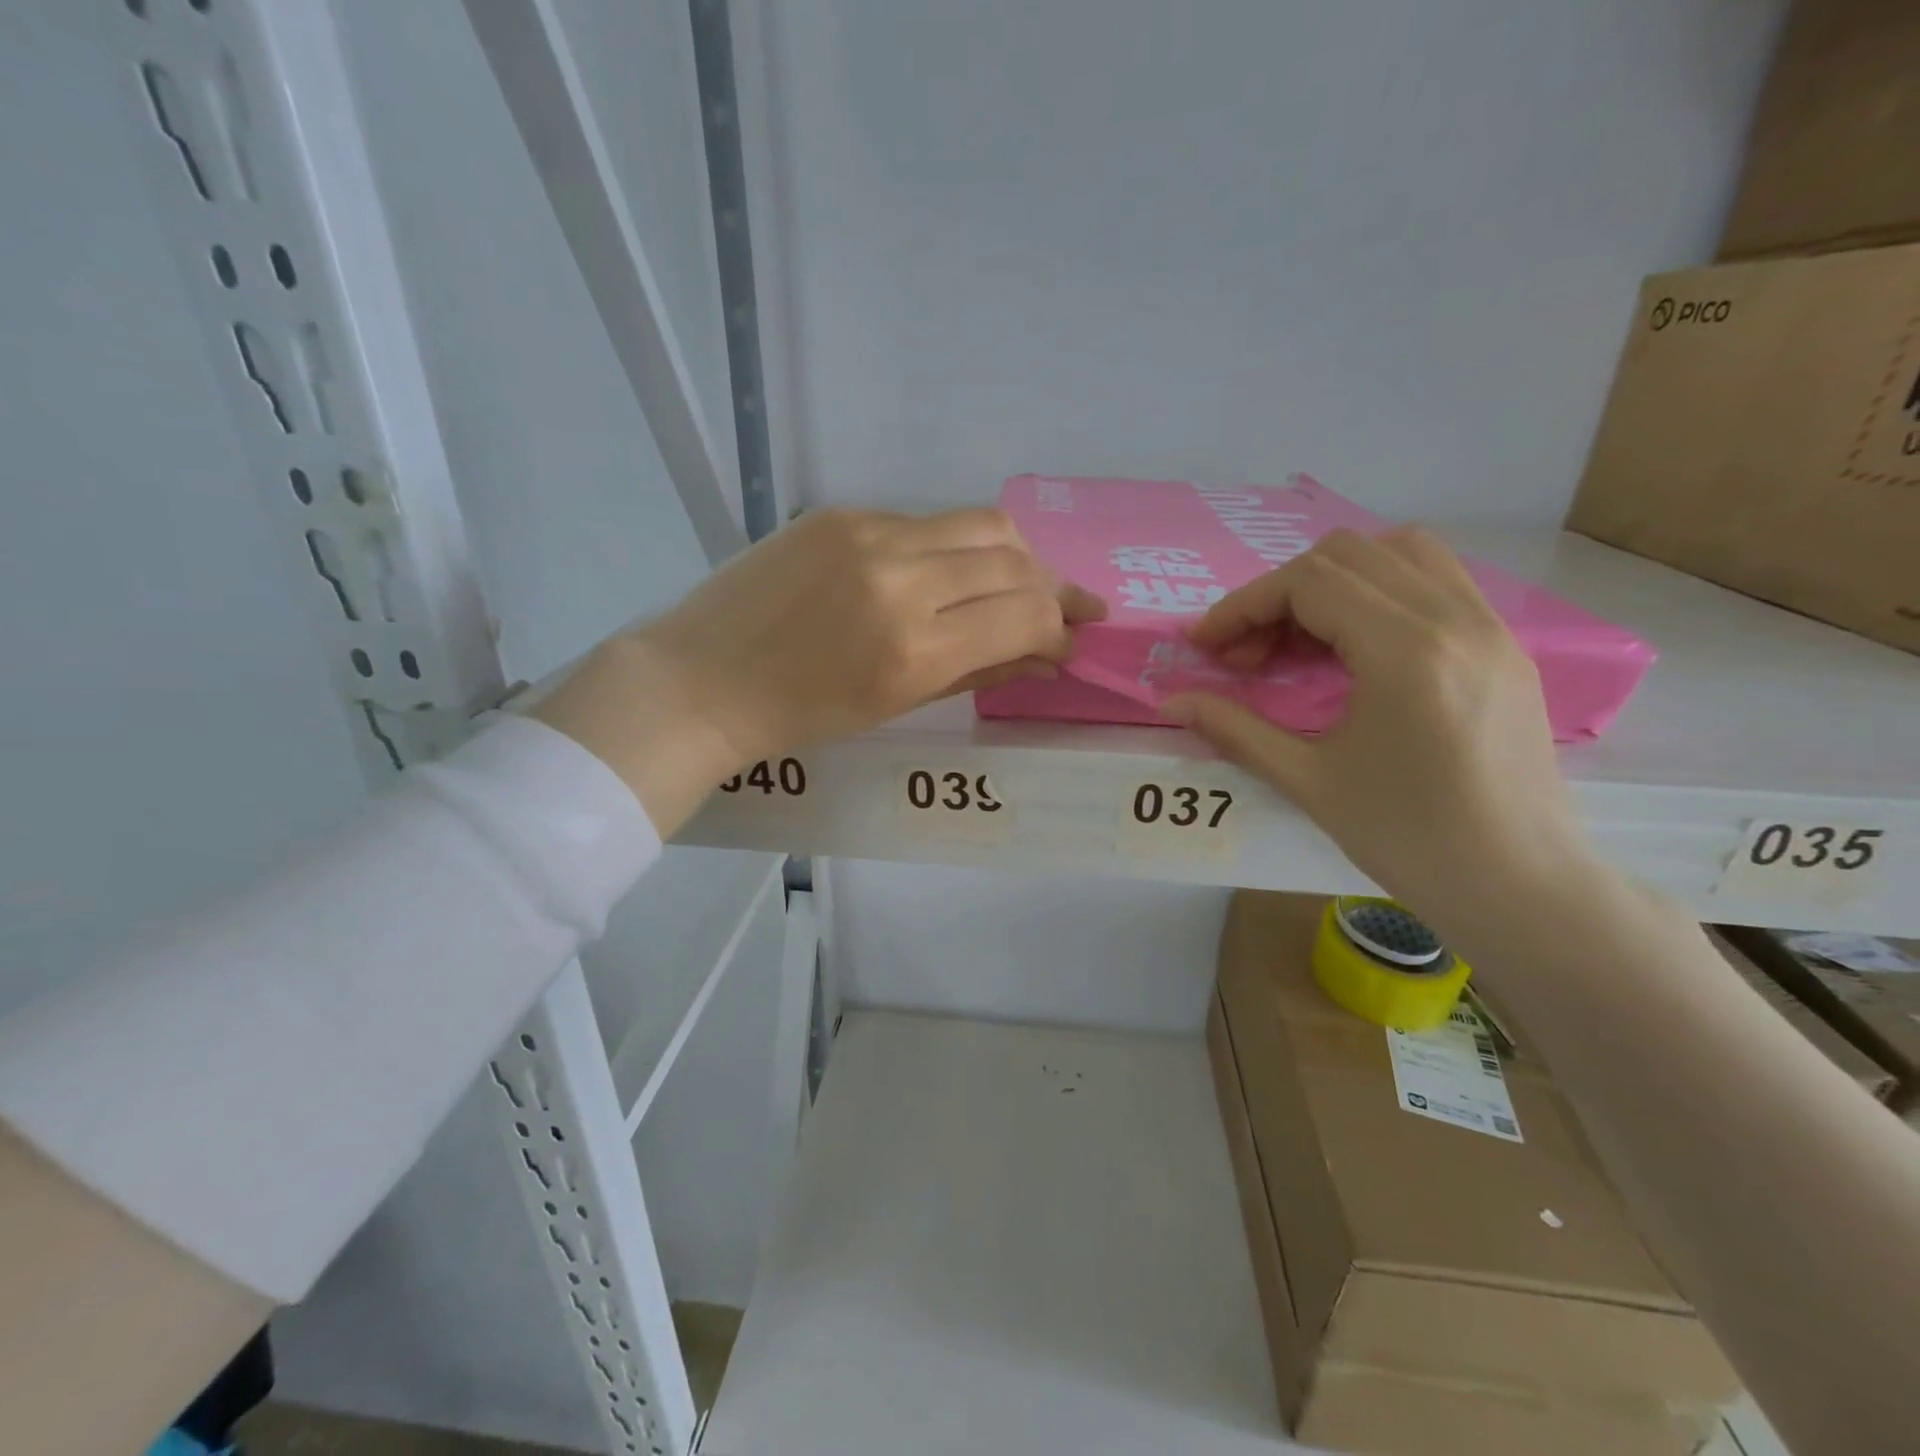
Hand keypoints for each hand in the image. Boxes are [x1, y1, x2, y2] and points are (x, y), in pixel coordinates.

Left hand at [533, 508, 1103, 832]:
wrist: (701, 679)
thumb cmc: (799, 717)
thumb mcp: (896, 706)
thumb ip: (978, 671)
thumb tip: (1044, 655)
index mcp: (914, 647)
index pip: (1025, 615)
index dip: (1059, 627)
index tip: (1067, 641)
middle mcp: (901, 579)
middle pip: (1012, 558)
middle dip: (1048, 586)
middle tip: (1058, 608)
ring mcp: (868, 535)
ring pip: (978, 523)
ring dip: (1011, 555)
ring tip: (1014, 583)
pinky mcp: (839, 513)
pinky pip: (922, 522)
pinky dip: (950, 547)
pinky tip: (941, 574)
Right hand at [1163, 527, 1593, 931]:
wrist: (1520, 886)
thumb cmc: (1408, 838)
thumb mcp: (1308, 782)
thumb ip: (1234, 729)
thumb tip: (1171, 702)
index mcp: (1405, 650)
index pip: (1308, 582)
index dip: (1243, 606)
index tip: (1206, 646)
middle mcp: (1454, 618)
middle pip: (1346, 555)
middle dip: (1280, 595)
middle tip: (1249, 654)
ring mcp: (1489, 626)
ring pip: (1399, 551)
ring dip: (1334, 581)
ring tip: (1301, 639)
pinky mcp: (1505, 645)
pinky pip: (1436, 579)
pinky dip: (1381, 590)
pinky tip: (1356, 647)